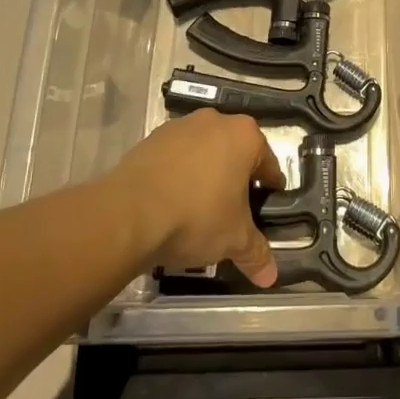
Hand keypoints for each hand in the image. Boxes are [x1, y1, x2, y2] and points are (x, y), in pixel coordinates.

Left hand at [109, 112, 282, 287]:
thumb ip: (256, 253)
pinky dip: (177, 175)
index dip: (269, 188)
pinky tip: (171, 202)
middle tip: (232, 211)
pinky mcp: (150, 139)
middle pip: (234, 153)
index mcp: (244, 136)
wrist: (128, 214)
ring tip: (197, 209)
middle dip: (235, 179)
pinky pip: (174, 157)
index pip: (267, 163)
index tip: (265, 207)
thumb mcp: (234, 240)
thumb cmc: (196, 217)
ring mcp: (180, 127)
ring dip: (204, 174)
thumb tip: (271, 277)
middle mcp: (215, 121)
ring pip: (203, 152)